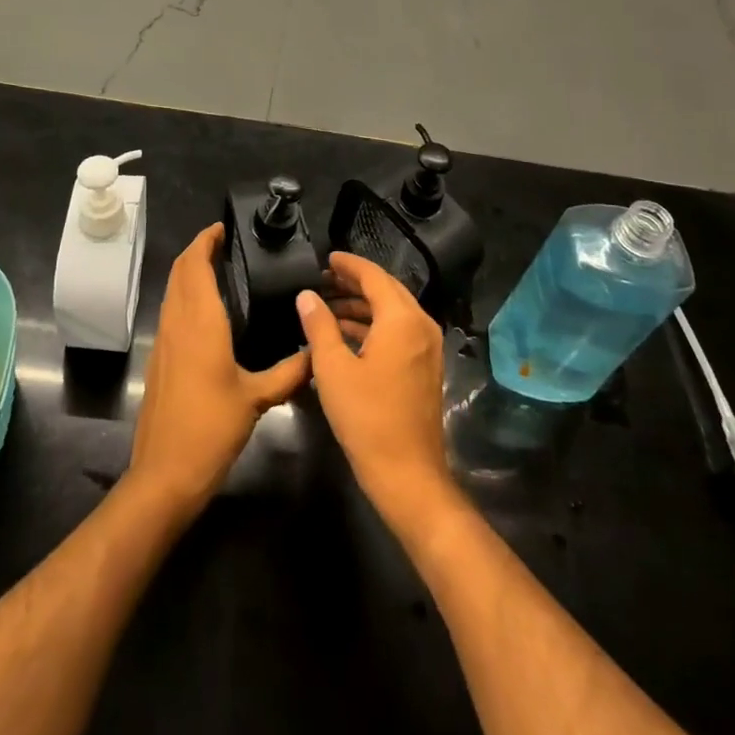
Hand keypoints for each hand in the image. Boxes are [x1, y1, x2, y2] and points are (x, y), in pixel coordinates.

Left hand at [128, 224, 311, 513]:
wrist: (165, 472)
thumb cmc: (211, 428)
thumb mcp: (257, 399)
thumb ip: (289, 373)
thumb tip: (317, 353)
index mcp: (200, 322)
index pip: (195, 265)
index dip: (205, 241)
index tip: (222, 227)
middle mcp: (177, 322)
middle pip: (179, 271)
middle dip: (197, 250)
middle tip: (224, 243)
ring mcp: (163, 340)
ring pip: (172, 290)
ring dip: (188, 271)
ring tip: (217, 267)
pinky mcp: (158, 358)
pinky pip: (170, 310)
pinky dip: (184, 294)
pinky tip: (205, 309)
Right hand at [296, 252, 453, 529]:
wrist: (408, 475)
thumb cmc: (367, 418)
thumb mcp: (333, 369)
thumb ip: (319, 326)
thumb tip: (306, 296)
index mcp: (402, 320)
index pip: (374, 277)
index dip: (349, 265)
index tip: (326, 259)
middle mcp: (421, 326)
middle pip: (387, 290)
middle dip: (355, 282)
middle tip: (324, 279)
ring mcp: (427, 348)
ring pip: (393, 311)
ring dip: (363, 305)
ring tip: (328, 306)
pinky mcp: (425, 368)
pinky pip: (399, 331)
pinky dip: (374, 325)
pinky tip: (346, 335)